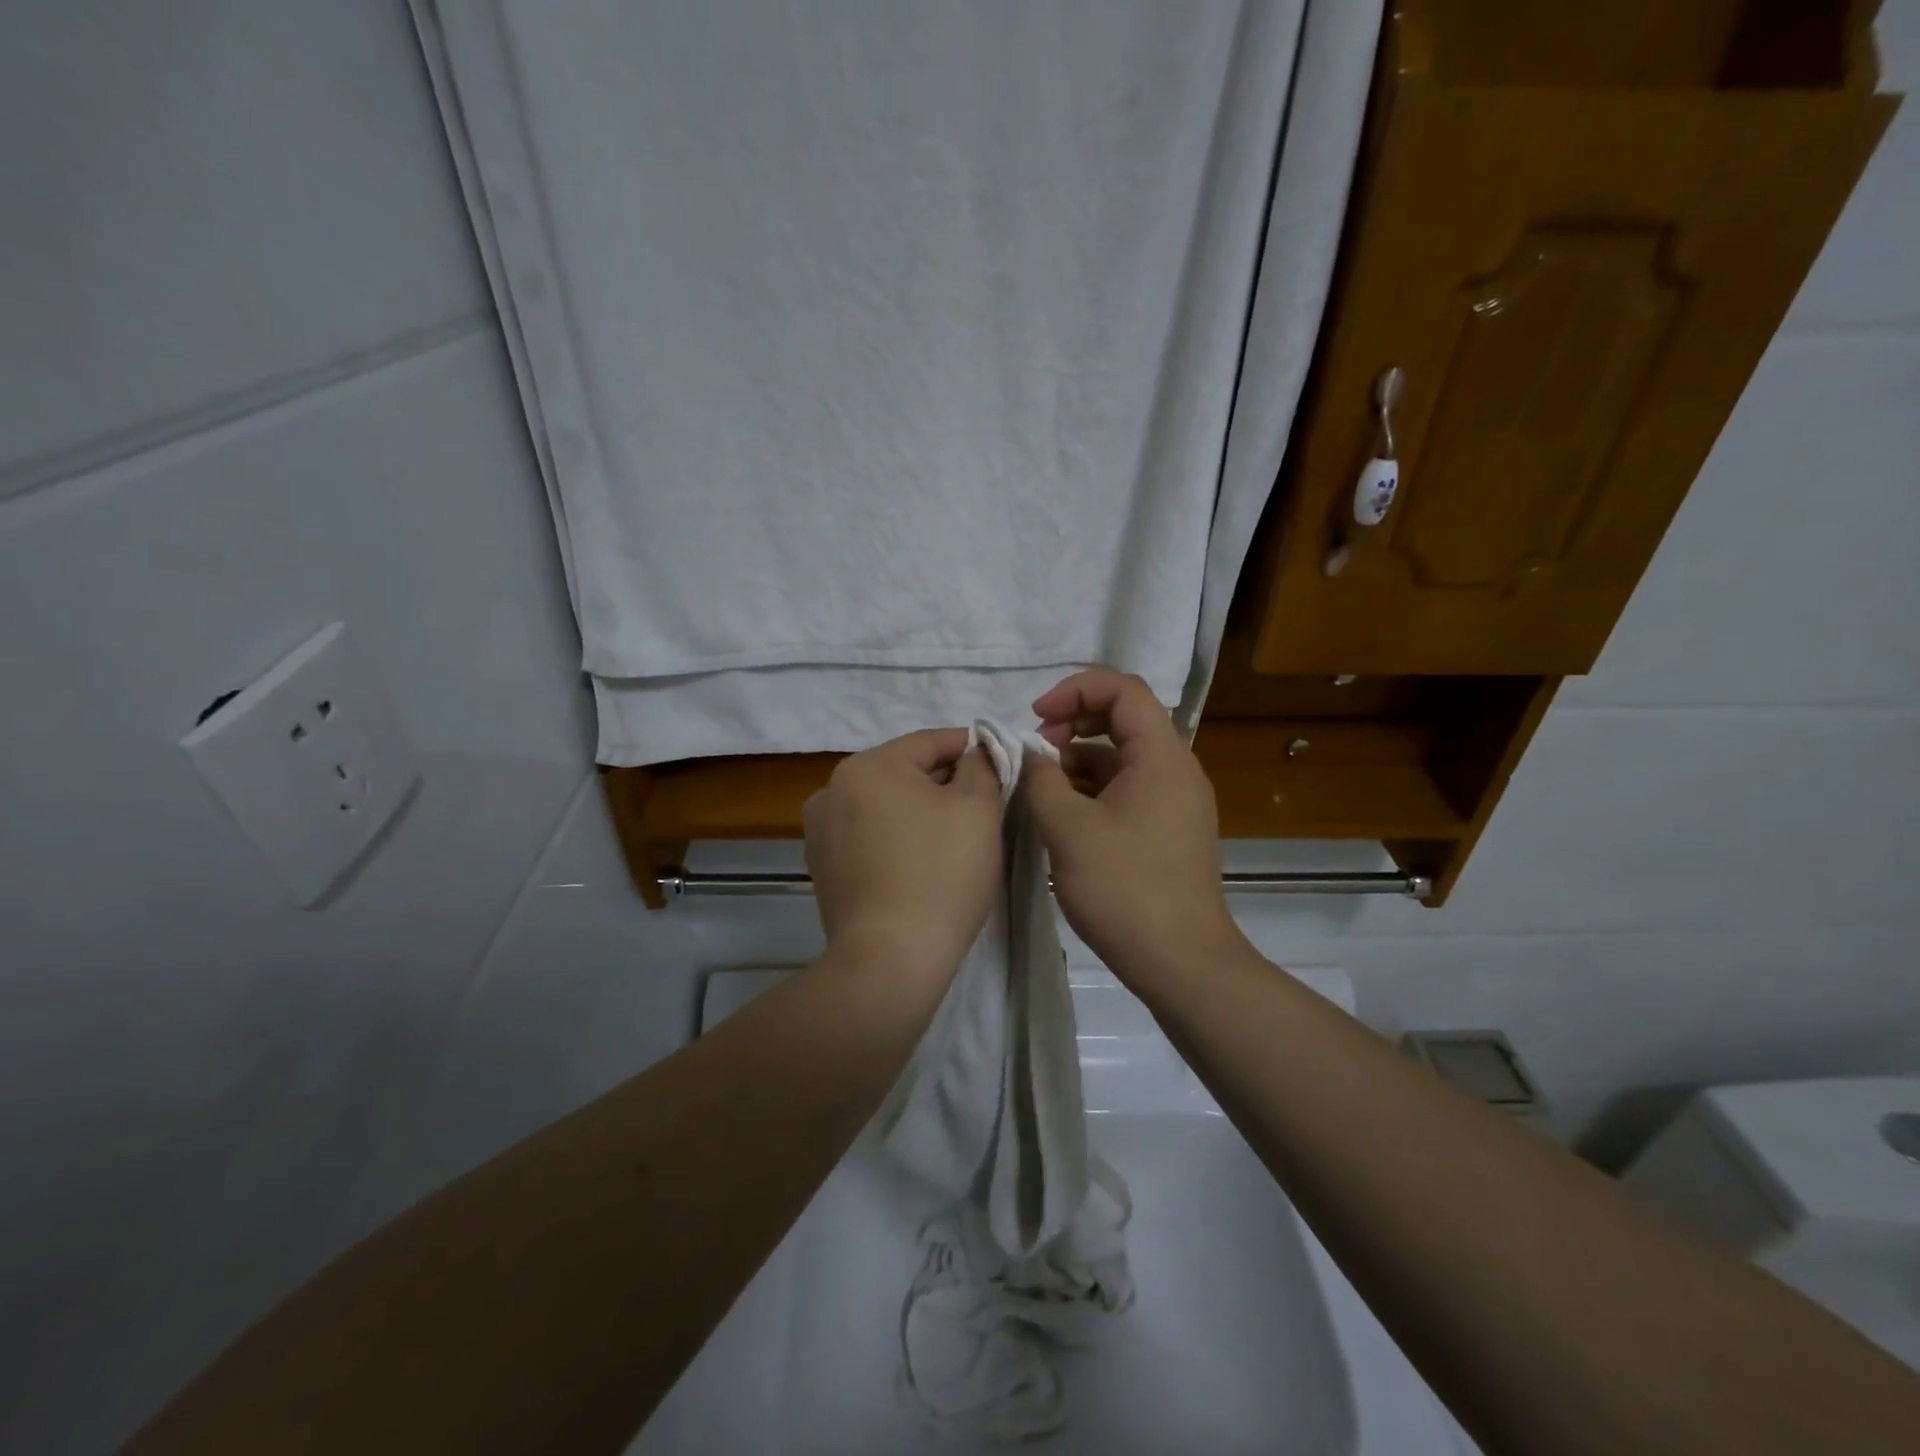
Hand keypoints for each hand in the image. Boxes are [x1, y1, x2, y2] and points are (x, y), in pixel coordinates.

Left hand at [804, 727, 1002, 977]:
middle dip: (945, 782)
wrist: (890, 959)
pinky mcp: (822, 868)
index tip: (1000, 760)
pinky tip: (920, 861)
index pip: (930, 741)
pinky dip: (896, 838)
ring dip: (919, 810)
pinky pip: (869, 836)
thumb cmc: (940, 874)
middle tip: (985, 803)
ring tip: (954, 836)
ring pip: (885, 805)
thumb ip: (981, 766)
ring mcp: (821, 831)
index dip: (970, 747)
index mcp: (867, 765)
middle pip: (904, 772)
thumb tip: (975, 752)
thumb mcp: (977, 809)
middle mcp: (832, 789)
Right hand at [1021, 670, 1247, 989]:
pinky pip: (1127, 789)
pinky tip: (1062, 815)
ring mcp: (1174, 802)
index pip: (1123, 689)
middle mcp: (1175, 769)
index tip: (1036, 717)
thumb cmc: (1125, 889)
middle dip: (1072, 724)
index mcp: (1161, 756)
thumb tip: (1027, 753)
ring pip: (1121, 758)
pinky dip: (1092, 789)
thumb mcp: (1068, 829)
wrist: (1181, 962)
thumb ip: (1040, 779)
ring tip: (1040, 788)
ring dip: (1078, 761)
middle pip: (1123, 719)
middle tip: (1034, 752)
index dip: (1075, 690)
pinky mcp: (1167, 830)